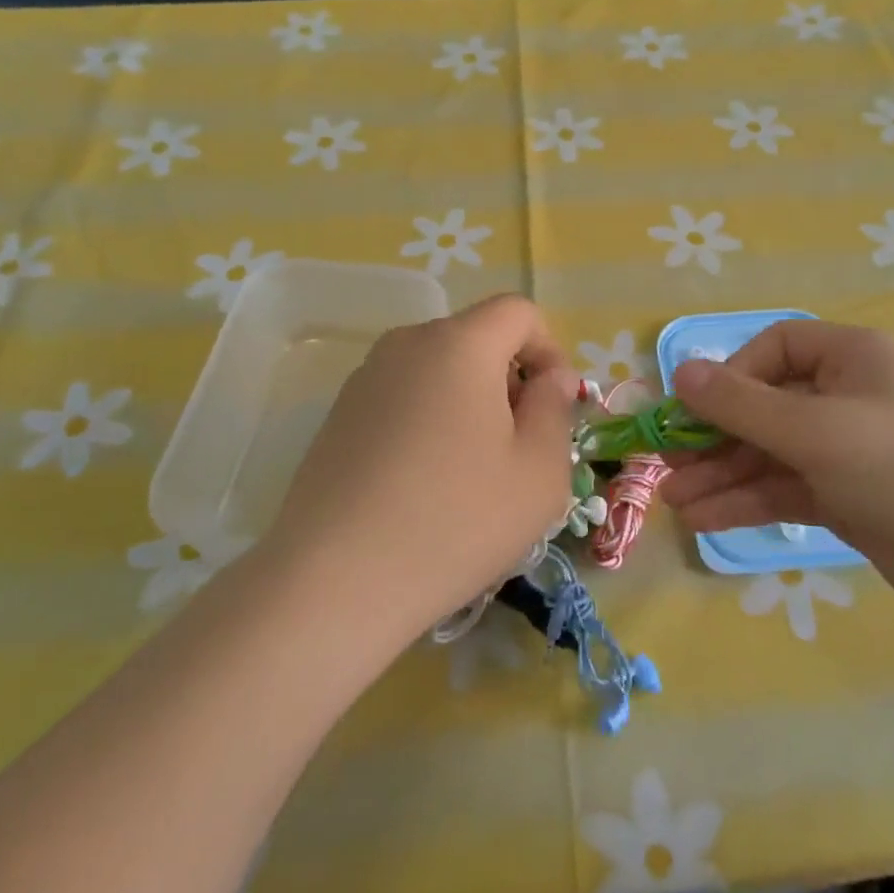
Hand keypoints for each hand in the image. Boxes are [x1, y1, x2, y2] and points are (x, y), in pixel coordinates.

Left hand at [262, 294, 578, 649]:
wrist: (336, 580)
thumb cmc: (457, 520)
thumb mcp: (539, 471)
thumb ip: (556, 409)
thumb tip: (550, 378)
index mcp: (459, 344)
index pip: (518, 312)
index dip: (549, 350)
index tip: (552, 408)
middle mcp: (406, 344)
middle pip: (476, 340)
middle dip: (509, 382)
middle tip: (517, 450)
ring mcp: (364, 379)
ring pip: (438, 371)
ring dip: (468, 404)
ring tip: (470, 475)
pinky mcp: (338, 416)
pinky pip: (403, 399)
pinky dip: (428, 423)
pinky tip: (423, 486)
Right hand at [662, 321, 893, 631]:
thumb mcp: (819, 430)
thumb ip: (743, 405)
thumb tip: (680, 372)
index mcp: (852, 359)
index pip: (775, 349)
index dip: (732, 375)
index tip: (697, 409)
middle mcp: (848, 398)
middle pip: (765, 407)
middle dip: (715, 437)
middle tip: (666, 465)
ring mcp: (848, 452)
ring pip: (770, 454)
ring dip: (724, 475)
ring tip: (676, 501)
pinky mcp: (849, 499)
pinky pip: (786, 490)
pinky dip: (748, 502)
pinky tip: (707, 518)